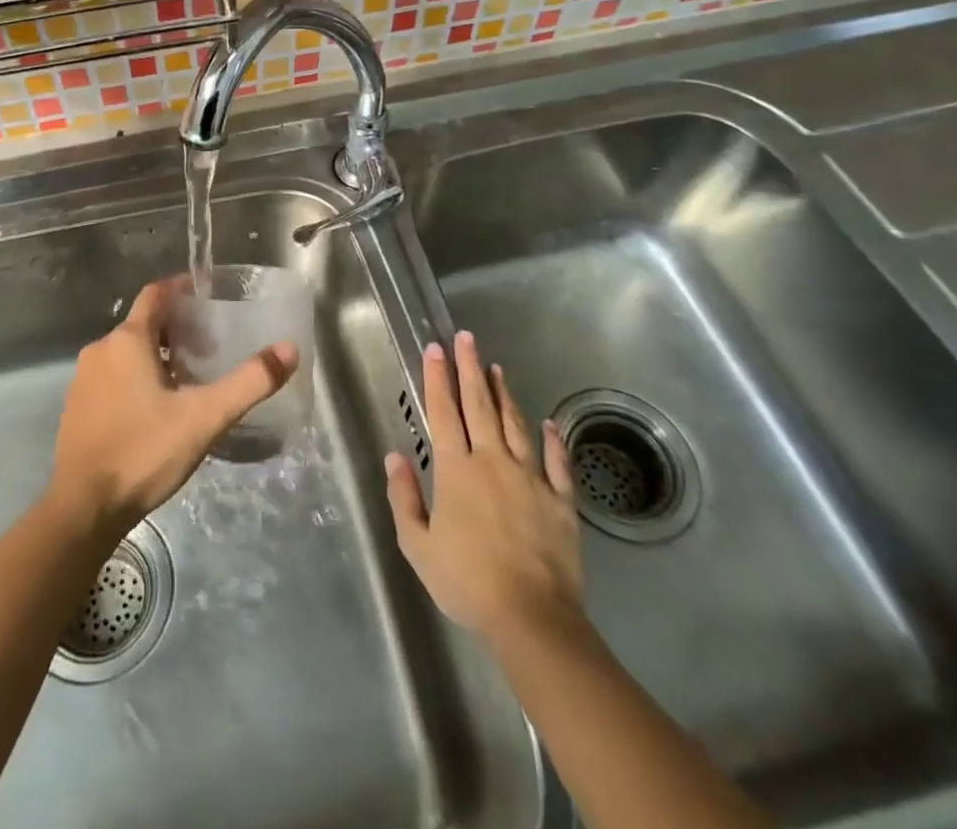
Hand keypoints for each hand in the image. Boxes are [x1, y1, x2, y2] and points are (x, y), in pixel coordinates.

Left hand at [50, 280, 298, 539]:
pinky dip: (136, 378)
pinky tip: (157, 408)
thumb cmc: (144, 451)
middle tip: (211, 345)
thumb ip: (249, 382)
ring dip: (157, 356)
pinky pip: (112, 377)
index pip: (155, 294)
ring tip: (190, 378)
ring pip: (126, 353)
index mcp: (127, 340)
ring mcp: (83, 380)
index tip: (207, 293)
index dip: (181, 288)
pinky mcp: (77, 407)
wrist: (83, 508)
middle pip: (143, 324)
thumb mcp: (205, 417)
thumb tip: (289, 349)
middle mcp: (100, 350)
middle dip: (176, 328)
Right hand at [385, 331, 586, 648]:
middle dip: (470, 369)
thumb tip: (395, 456)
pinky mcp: (560, 500)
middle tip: (467, 338)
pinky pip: (557, 462)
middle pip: (479, 406)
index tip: (435, 348)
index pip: (443, 412)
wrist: (531, 618)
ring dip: (505, 394)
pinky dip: (554, 440)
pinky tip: (550, 423)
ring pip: (516, 424)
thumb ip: (404, 497)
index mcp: (456, 470)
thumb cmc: (467, 581)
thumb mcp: (417, 545)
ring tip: (497, 368)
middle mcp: (492, 461)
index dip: (438, 378)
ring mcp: (531, 478)